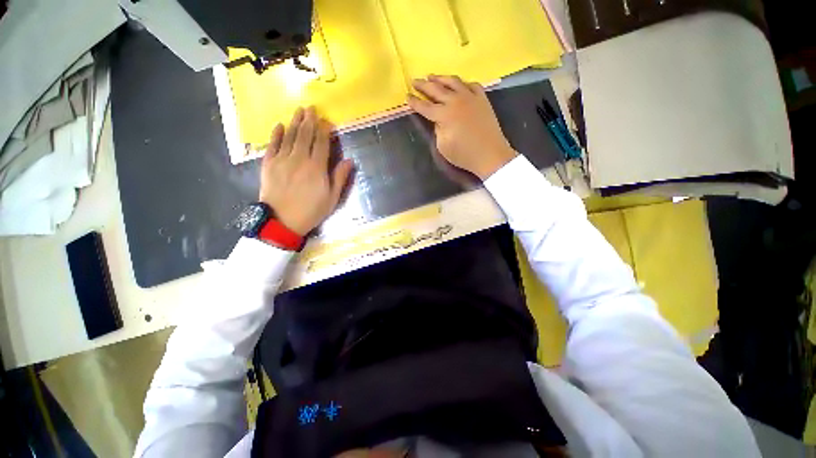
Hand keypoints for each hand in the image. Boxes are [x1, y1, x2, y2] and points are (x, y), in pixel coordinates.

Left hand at [259, 107, 353, 235]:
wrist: (282, 221)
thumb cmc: (311, 211)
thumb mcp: (332, 198)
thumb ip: (340, 177)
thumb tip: (350, 160)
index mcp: (316, 168)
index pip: (321, 143)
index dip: (324, 130)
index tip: (325, 120)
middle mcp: (299, 159)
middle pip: (305, 135)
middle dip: (309, 120)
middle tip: (311, 107)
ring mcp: (282, 160)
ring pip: (289, 136)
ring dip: (295, 122)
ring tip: (299, 110)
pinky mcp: (268, 164)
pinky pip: (272, 145)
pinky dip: (276, 134)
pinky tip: (279, 125)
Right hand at [408, 75, 517, 179]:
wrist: (489, 154)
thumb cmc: (464, 155)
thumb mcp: (443, 146)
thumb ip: (437, 129)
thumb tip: (437, 120)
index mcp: (444, 115)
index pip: (425, 106)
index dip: (414, 102)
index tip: (407, 96)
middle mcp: (455, 101)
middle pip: (436, 89)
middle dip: (423, 85)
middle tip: (414, 81)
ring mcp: (470, 97)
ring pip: (453, 81)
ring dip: (440, 78)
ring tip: (432, 76)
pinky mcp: (482, 98)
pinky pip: (471, 84)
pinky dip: (462, 83)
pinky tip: (458, 84)